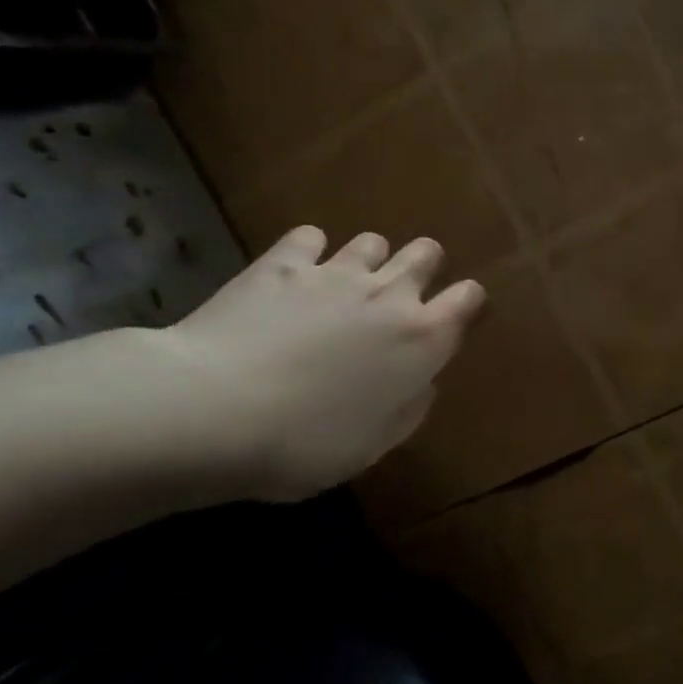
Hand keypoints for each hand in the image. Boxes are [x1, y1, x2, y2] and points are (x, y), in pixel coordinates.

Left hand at [157, 227, 485, 500]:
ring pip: (373, 241)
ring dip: (369, 261)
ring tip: (345, 287)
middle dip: (423, 267)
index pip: (469, 298)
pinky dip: (309, 252)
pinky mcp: (283, 263)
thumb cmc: (305, 444)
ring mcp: (335, 272)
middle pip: (427, 252)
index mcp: (422, 338)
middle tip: (399, 296)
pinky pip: (311, 237)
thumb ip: (409, 408)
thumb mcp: (373, 446)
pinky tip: (294, 275)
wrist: (213, 412)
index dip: (467, 303)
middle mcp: (389, 294)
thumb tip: (423, 382)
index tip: (455, 318)